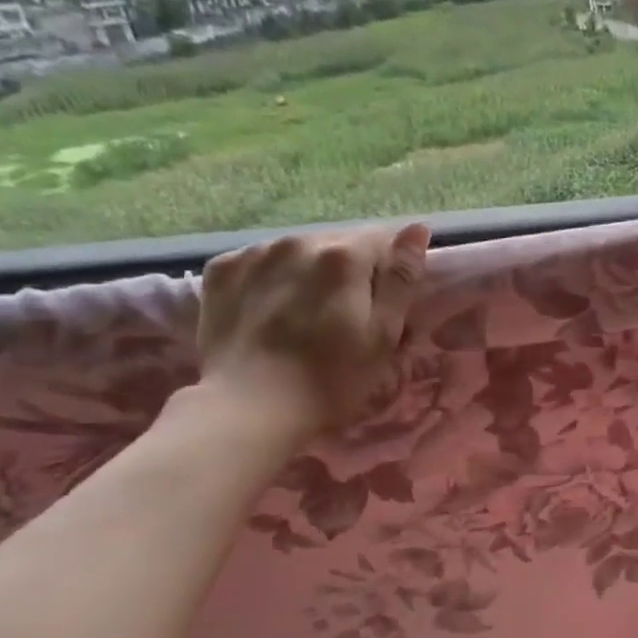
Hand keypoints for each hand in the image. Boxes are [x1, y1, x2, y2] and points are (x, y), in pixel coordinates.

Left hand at [195, 224, 429, 444]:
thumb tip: (417, 229)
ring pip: (298, 252)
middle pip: (338, 244)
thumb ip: (401, 279)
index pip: (382, 240)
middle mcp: (299, 241)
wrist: (248, 408)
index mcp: (345, 256)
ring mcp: (255, 253)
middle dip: (349, 271)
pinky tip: (270, 313)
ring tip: (305, 316)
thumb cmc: (331, 380)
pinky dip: (271, 279)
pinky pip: (260, 263)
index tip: (385, 303)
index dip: (389, 270)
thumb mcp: (383, 335)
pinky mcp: (221, 271)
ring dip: (309, 273)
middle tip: (347, 316)